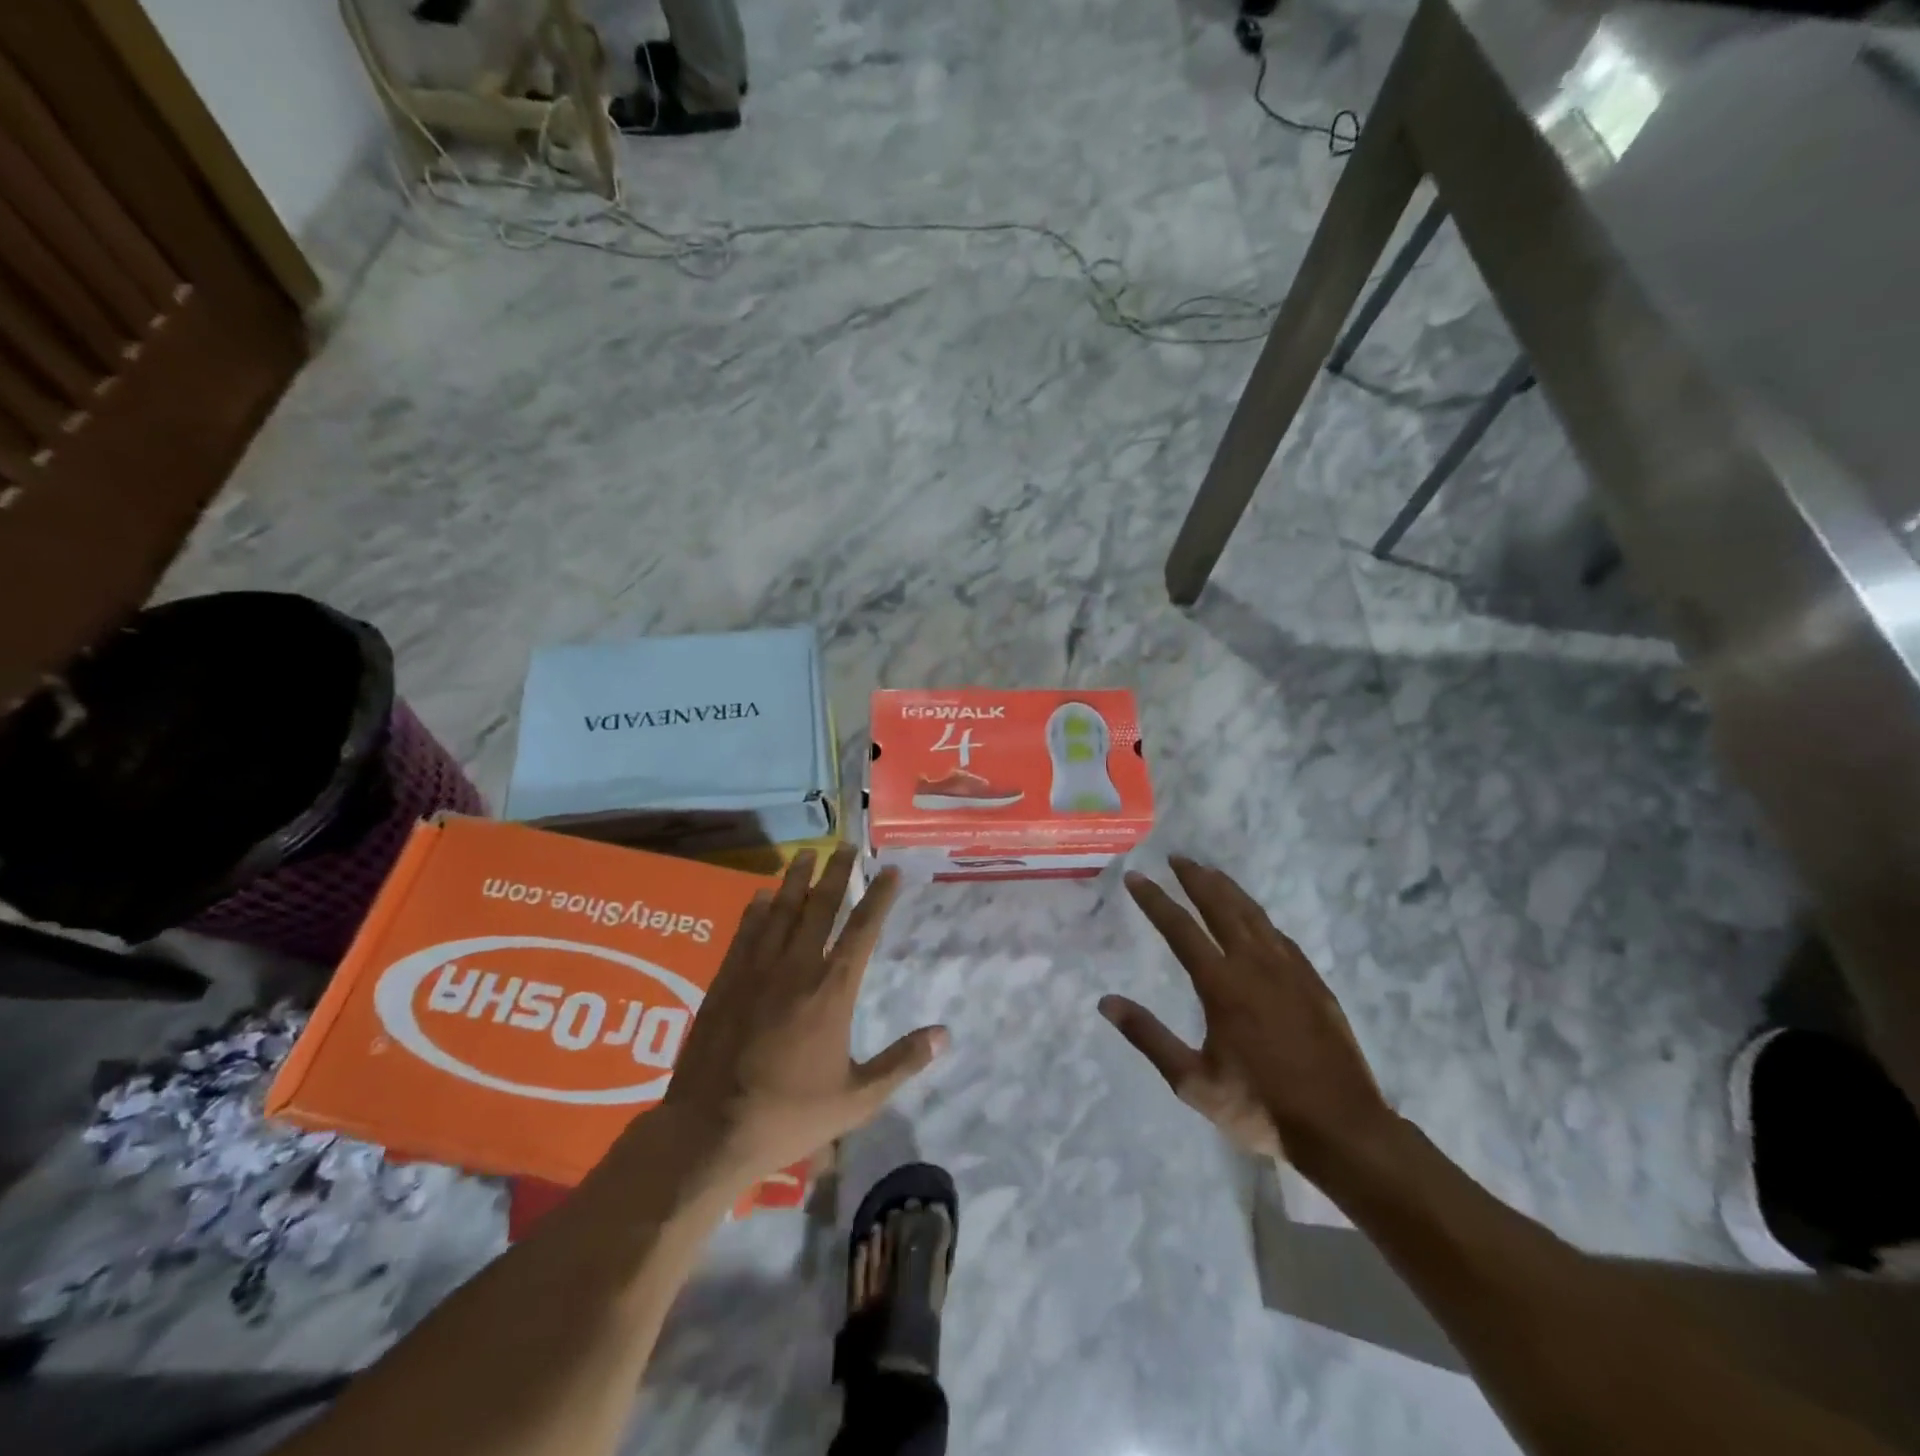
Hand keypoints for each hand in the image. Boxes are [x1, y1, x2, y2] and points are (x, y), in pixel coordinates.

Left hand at [653, 845, 946, 1184]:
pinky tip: (762, 895)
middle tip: (848, 846)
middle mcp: (796, 968)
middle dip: (837, 873)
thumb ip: (901, 1063)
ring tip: (807, 853)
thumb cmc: (789, 1116)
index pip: (862, 930)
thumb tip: (944, 1035)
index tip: (891, 871)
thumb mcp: (856, 1099)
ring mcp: (756, 971)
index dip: (879, 897)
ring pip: (781, 911)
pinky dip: (756, 910)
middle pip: (820, 907)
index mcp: (832, 991)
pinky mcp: (725, 981)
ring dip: (796, 879)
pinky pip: (745, 933)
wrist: (710, 1131)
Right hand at [1107, 857, 1395, 1175]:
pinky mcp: (1314, 983)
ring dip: (1228, 889)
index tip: (1136, 877)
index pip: (1180, 928)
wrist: (1341, 1127)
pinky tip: (1256, 919)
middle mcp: (1255, 965)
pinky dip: (1259, 917)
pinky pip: (1280, 936)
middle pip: (1221, 907)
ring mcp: (1289, 971)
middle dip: (1196, 879)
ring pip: (1254, 915)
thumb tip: (1106, 1002)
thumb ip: (1148, 1036)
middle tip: (1177, 858)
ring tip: (1211, 873)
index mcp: (1222, 985)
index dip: (1155, 900)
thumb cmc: (1259, 1106)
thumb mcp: (1192, 1081)